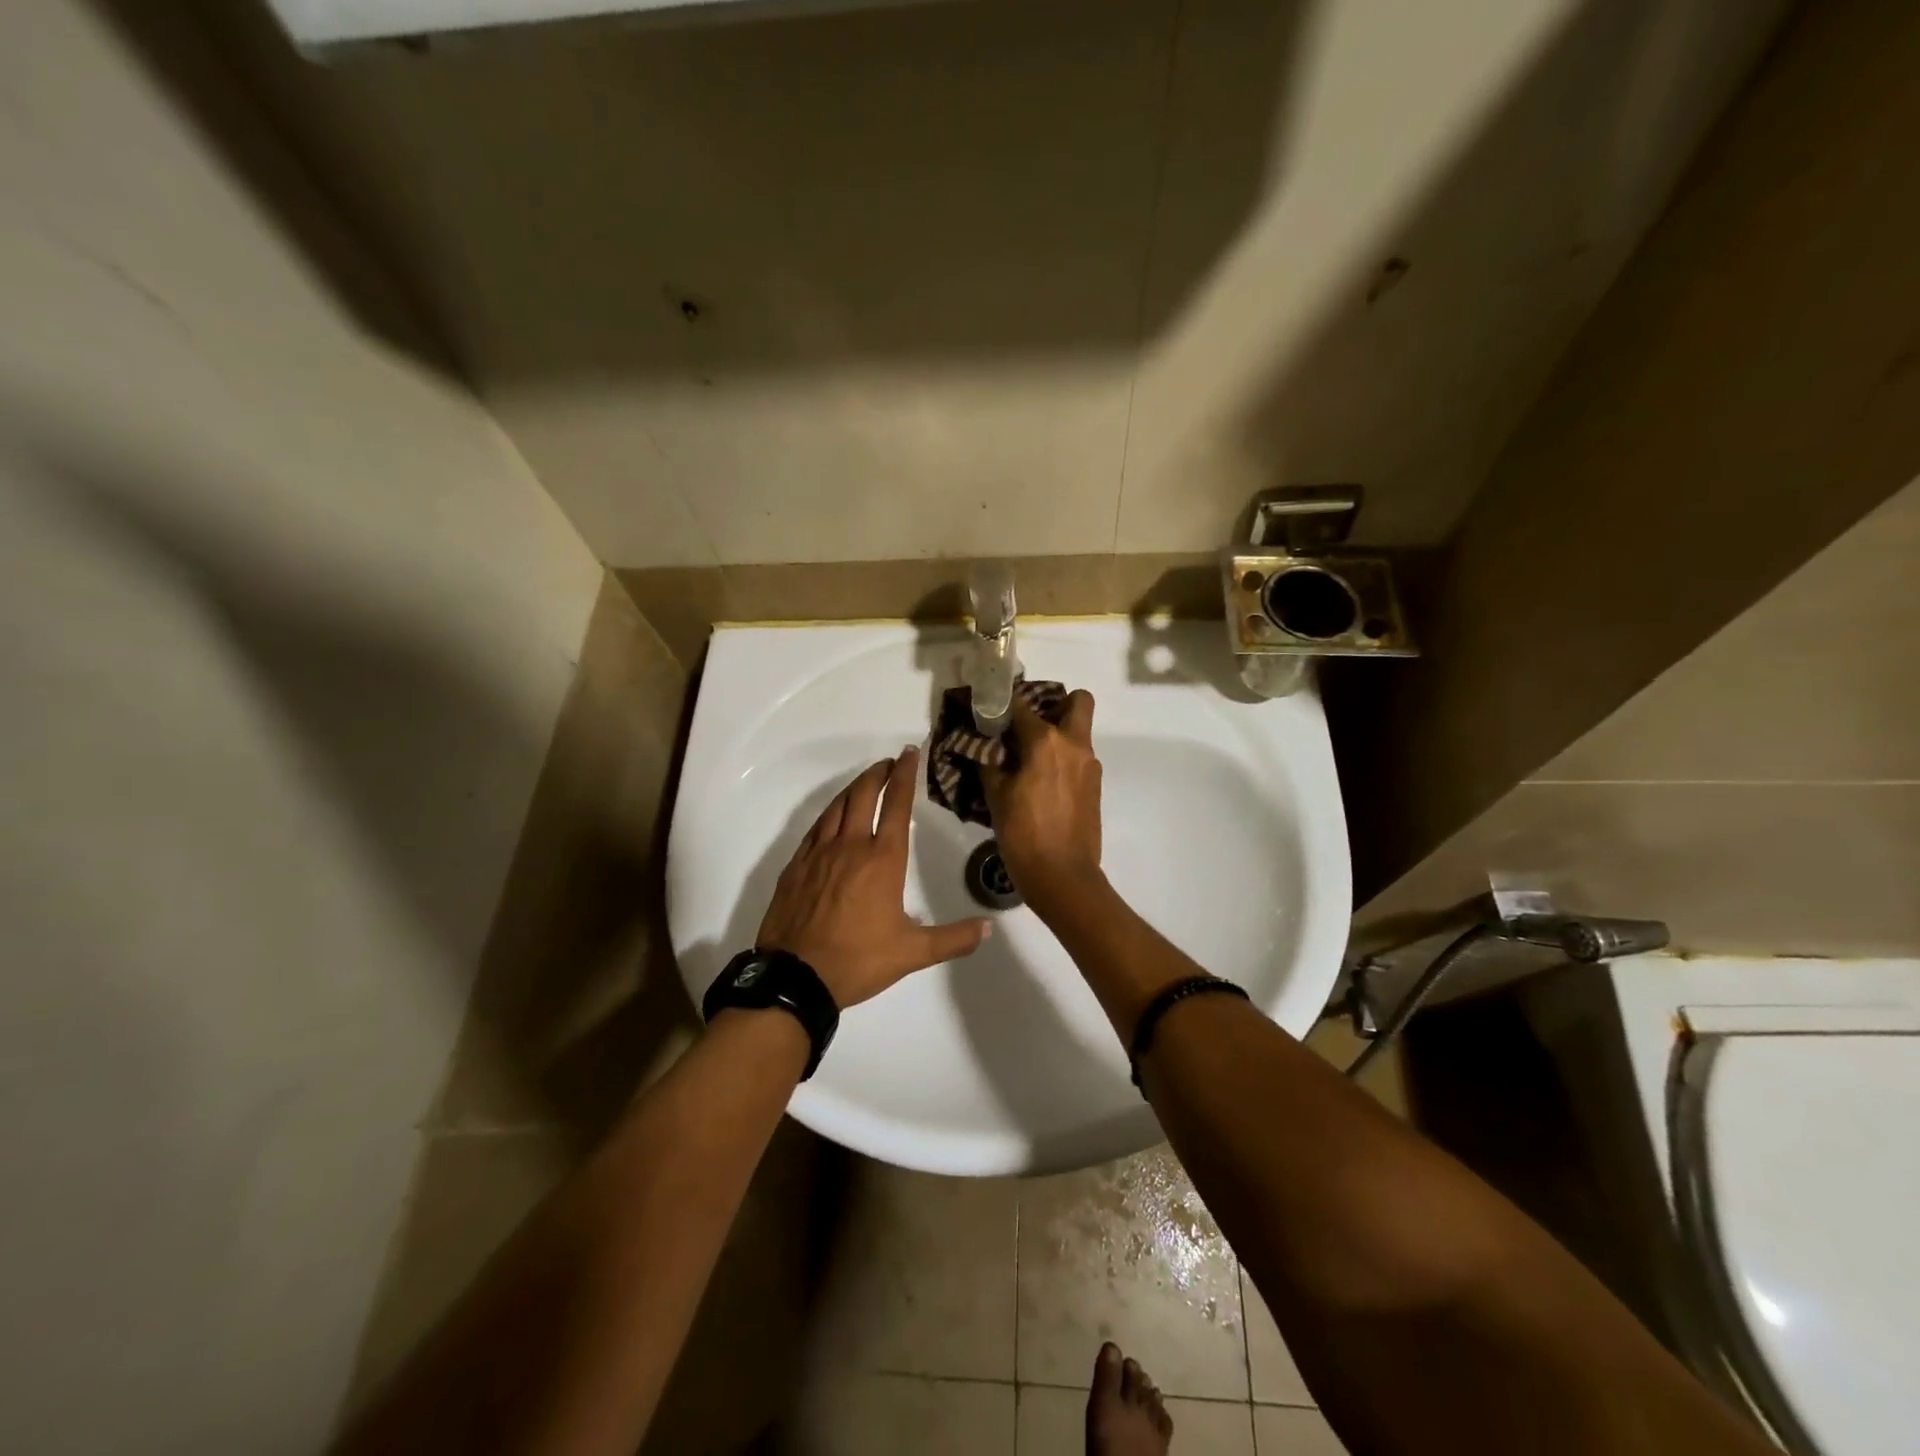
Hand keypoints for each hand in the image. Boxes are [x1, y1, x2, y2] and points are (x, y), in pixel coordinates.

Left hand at [756, 746, 991, 1008]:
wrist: (795, 977)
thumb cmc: (858, 960)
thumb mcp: (912, 953)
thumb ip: (953, 939)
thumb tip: (989, 928)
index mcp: (882, 859)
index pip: (896, 805)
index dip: (904, 776)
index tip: (909, 753)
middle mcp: (850, 846)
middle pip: (863, 795)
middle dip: (878, 774)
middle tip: (889, 763)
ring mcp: (818, 853)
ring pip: (836, 807)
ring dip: (853, 788)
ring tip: (865, 781)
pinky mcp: (796, 866)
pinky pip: (815, 828)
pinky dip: (829, 812)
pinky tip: (833, 817)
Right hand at [981, 690, 1103, 907]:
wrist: (1063, 876)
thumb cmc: (1024, 834)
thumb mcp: (996, 797)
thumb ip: (990, 763)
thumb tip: (985, 746)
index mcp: (1046, 742)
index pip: (1022, 705)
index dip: (1003, 704)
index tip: (989, 710)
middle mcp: (1074, 745)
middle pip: (1077, 702)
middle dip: (1056, 703)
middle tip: (1029, 724)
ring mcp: (1089, 766)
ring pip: (1078, 732)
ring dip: (1057, 735)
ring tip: (1027, 759)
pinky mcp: (1094, 786)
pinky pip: (1078, 759)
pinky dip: (1062, 760)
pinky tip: (1039, 783)